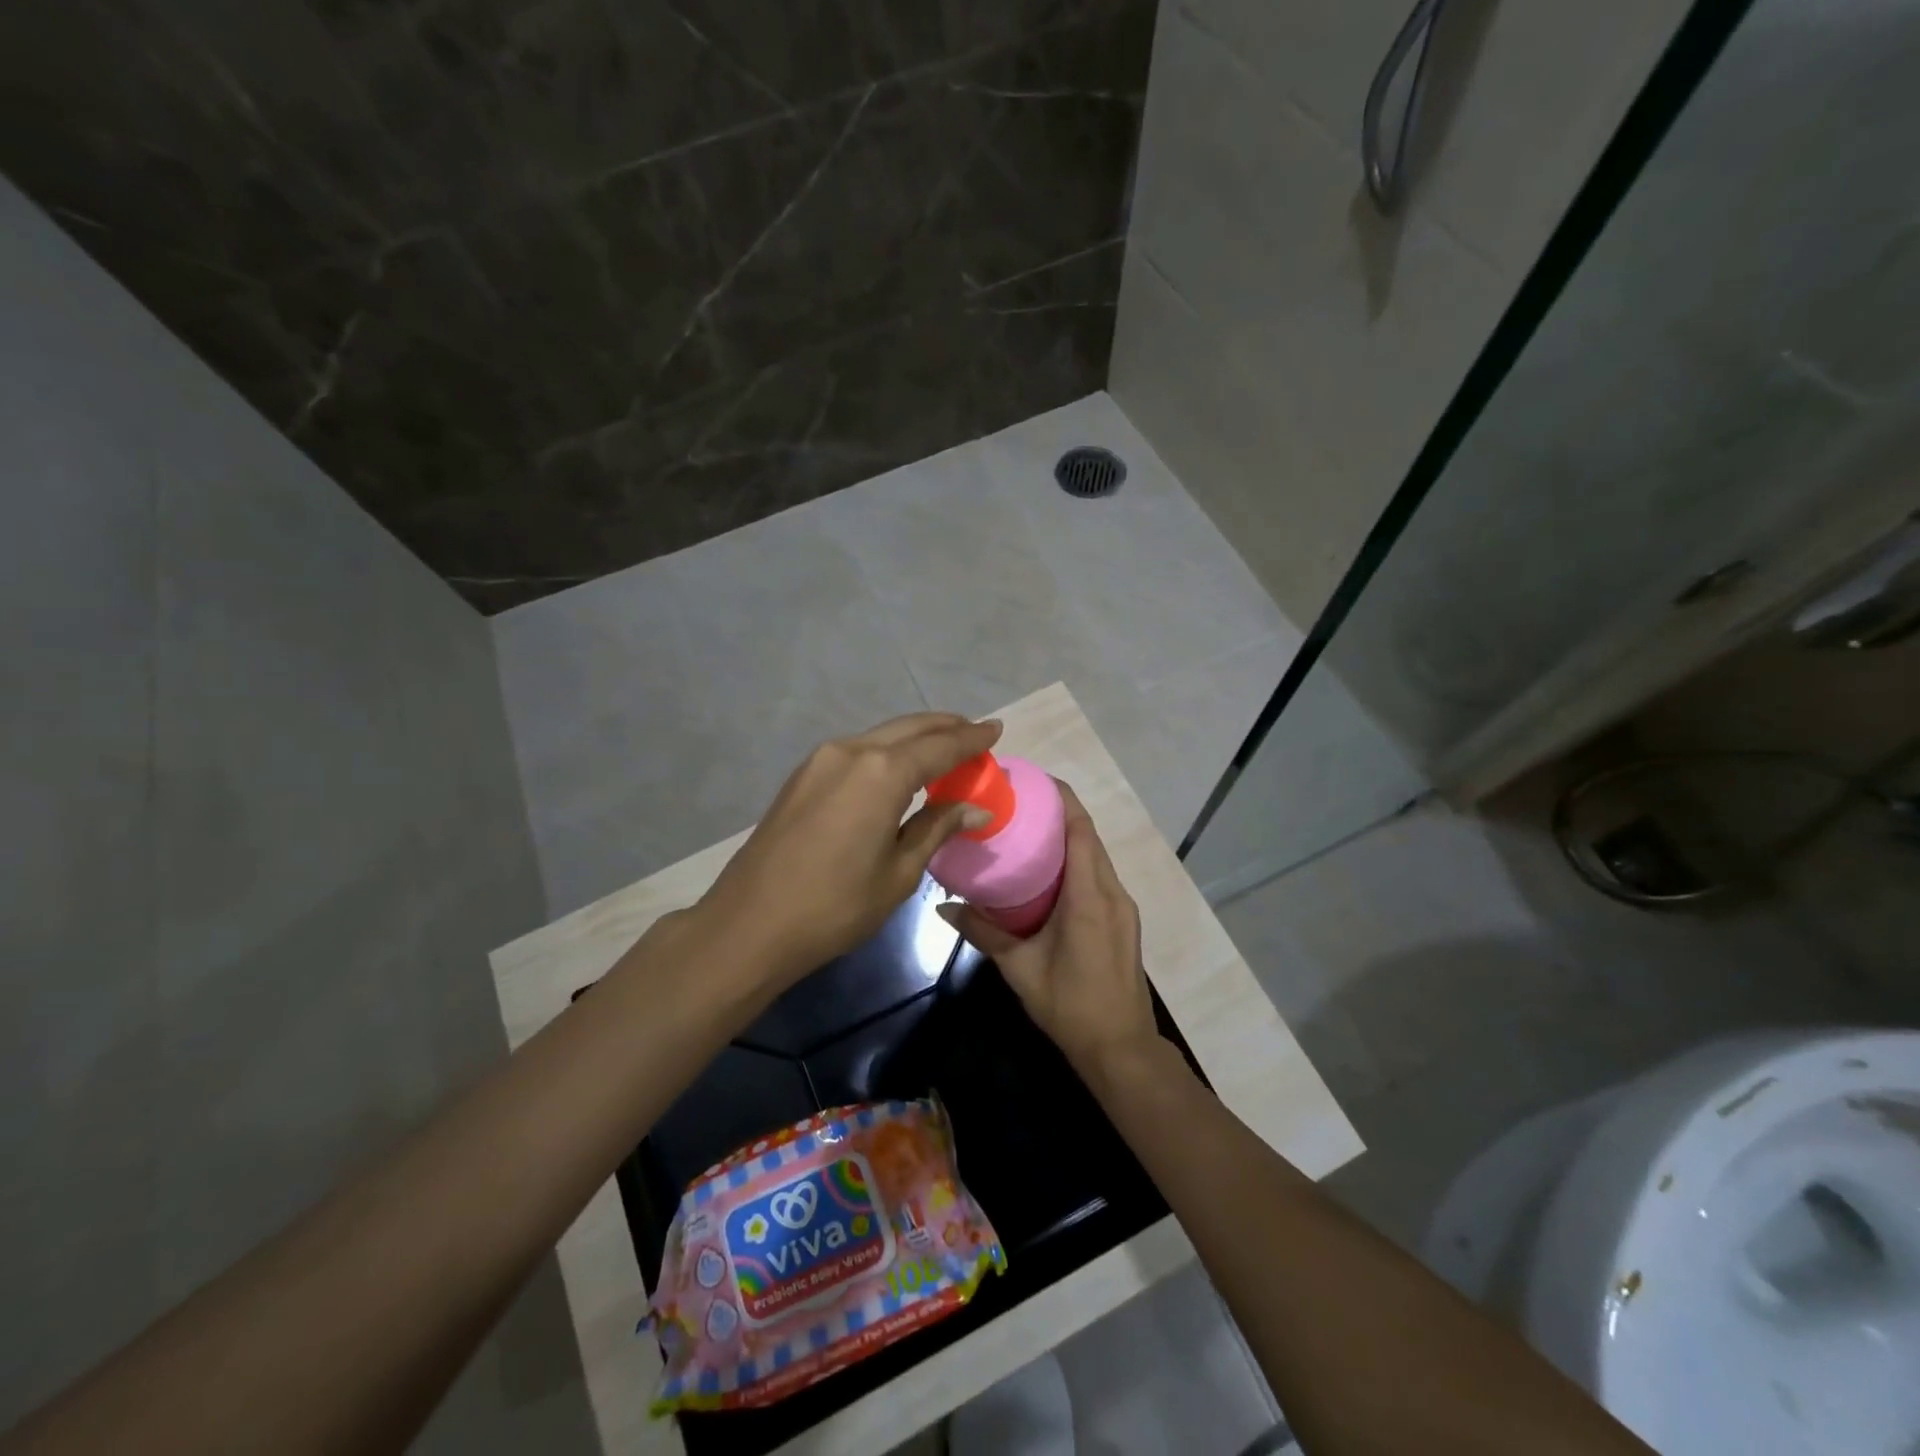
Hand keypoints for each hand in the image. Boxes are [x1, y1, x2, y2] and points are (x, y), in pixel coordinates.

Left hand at [694, 712, 1003, 994]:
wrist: (750, 923)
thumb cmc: (835, 906)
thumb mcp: (899, 872)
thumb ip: (937, 828)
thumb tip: (976, 808)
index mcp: (881, 772)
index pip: (940, 746)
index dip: (971, 739)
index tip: (996, 729)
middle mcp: (851, 751)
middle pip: (909, 728)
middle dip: (945, 728)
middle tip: (975, 733)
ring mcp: (821, 760)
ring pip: (880, 736)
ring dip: (915, 738)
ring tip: (943, 749)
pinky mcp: (802, 776)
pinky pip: (857, 751)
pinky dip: (887, 752)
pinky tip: (899, 769)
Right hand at [939, 783, 1162, 1085]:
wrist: (1121, 1048)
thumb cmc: (1070, 1005)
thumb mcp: (1020, 968)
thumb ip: (983, 932)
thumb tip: (944, 906)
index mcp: (1089, 896)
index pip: (1080, 830)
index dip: (1061, 799)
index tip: (1033, 780)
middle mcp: (1112, 892)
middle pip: (1089, 837)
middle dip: (1060, 813)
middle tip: (1019, 802)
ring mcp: (1123, 907)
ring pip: (1096, 857)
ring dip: (1069, 837)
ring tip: (1029, 829)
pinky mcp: (1124, 920)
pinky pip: (1099, 876)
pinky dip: (1077, 861)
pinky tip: (1049, 871)